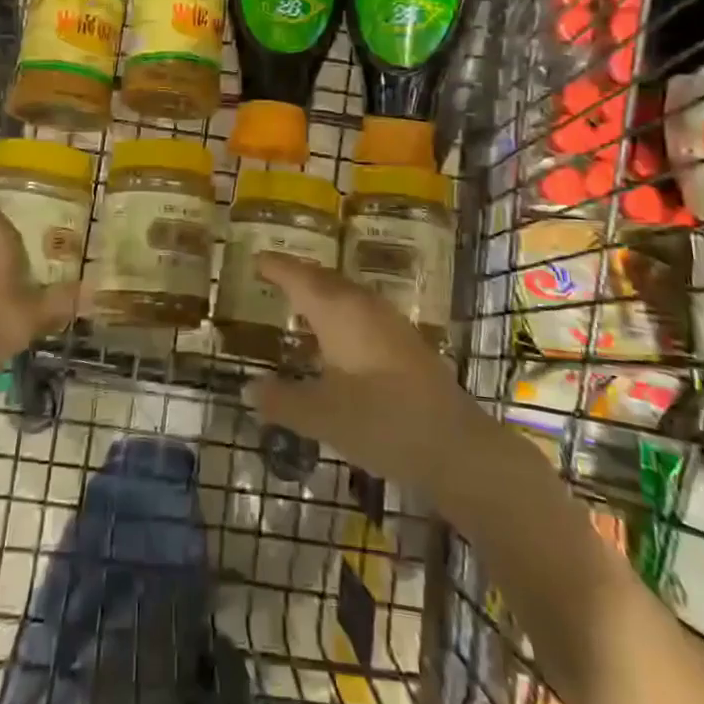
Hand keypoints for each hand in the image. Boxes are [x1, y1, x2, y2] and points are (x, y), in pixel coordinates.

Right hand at [244, 254, 495, 496]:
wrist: (455, 445)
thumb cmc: (380, 421)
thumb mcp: (321, 416)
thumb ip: (281, 401)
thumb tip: (249, 388)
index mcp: (338, 311)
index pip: (299, 277)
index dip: (275, 267)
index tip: (255, 259)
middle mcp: (363, 306)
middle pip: (325, 279)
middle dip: (298, 275)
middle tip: (273, 276)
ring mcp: (389, 322)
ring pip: (346, 295)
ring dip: (321, 294)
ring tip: (300, 303)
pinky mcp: (406, 343)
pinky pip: (361, 312)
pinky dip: (340, 313)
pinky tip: (337, 338)